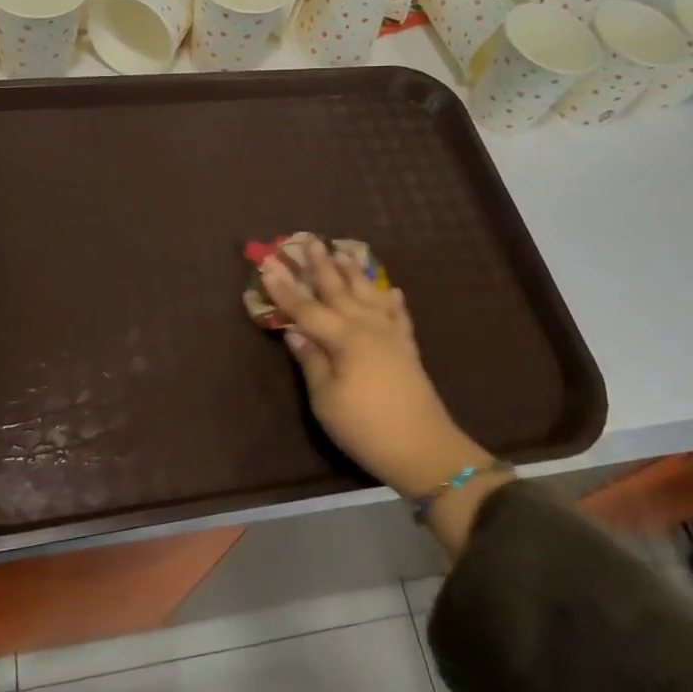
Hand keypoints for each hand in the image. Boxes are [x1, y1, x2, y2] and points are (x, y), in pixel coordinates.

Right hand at [260, 240, 490, 500]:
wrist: (424, 450)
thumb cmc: (365, 427)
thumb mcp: (326, 400)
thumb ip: (311, 362)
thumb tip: (294, 333)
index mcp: (344, 338)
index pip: (306, 309)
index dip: (285, 290)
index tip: (269, 265)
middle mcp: (367, 327)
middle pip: (339, 291)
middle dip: (322, 267)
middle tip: (311, 241)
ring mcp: (391, 336)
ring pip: (369, 295)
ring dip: (355, 274)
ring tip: (345, 252)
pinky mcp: (408, 349)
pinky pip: (399, 316)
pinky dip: (394, 302)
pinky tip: (393, 290)